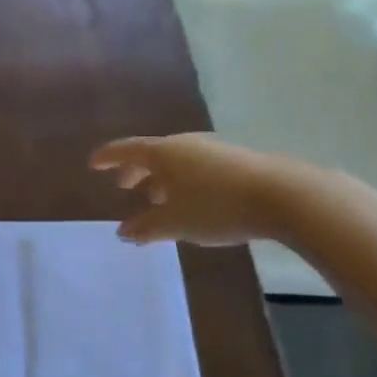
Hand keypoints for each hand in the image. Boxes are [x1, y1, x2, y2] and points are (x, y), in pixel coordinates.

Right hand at [89, 134, 284, 245]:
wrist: (282, 196)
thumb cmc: (217, 207)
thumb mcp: (175, 223)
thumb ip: (146, 227)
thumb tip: (123, 231)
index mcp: (165, 153)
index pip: (128, 150)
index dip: (109, 157)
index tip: (93, 164)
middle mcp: (186, 145)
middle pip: (153, 154)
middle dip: (136, 171)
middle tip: (124, 186)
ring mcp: (214, 150)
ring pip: (178, 163)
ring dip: (162, 179)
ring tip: (157, 199)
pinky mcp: (237, 162)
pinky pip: (198, 169)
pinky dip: (184, 182)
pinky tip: (192, 202)